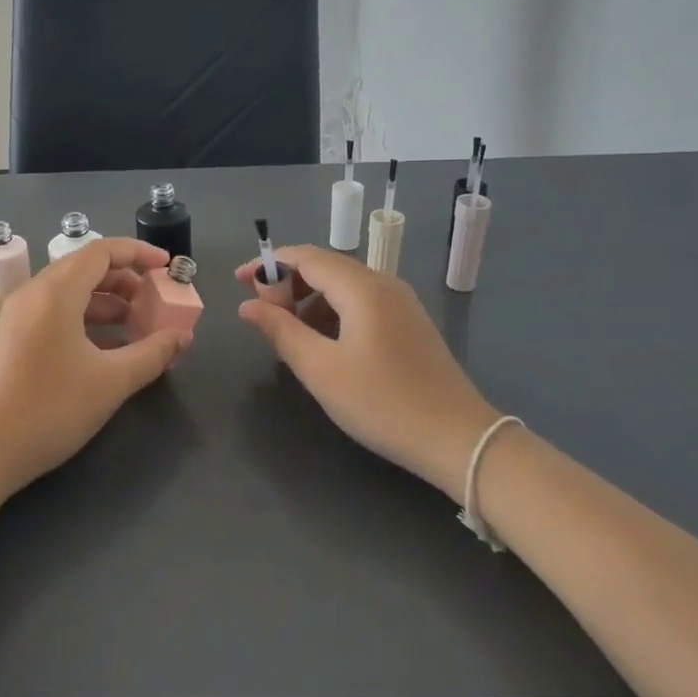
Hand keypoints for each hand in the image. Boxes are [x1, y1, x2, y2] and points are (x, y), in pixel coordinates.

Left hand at [0, 237, 191, 504]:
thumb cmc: (50, 409)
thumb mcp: (111, 382)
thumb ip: (152, 354)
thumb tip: (183, 336)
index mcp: (56, 292)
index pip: (102, 251)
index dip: (139, 253)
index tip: (168, 267)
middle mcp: (34, 294)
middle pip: (86, 268)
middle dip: (127, 281)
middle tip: (157, 302)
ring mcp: (18, 317)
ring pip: (71, 293)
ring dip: (108, 303)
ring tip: (139, 327)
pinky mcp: (12, 340)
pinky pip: (56, 314)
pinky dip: (87, 320)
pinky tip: (109, 348)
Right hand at [235, 245, 497, 500]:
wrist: (458, 439)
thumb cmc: (382, 402)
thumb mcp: (321, 370)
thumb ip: (281, 331)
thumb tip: (247, 306)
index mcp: (362, 288)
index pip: (307, 257)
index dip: (268, 265)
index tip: (239, 282)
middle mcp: (384, 284)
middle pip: (326, 267)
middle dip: (288, 283)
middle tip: (261, 312)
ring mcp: (402, 303)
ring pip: (344, 286)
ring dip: (310, 299)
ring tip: (288, 332)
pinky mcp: (410, 324)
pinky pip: (362, 303)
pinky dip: (333, 311)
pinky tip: (324, 343)